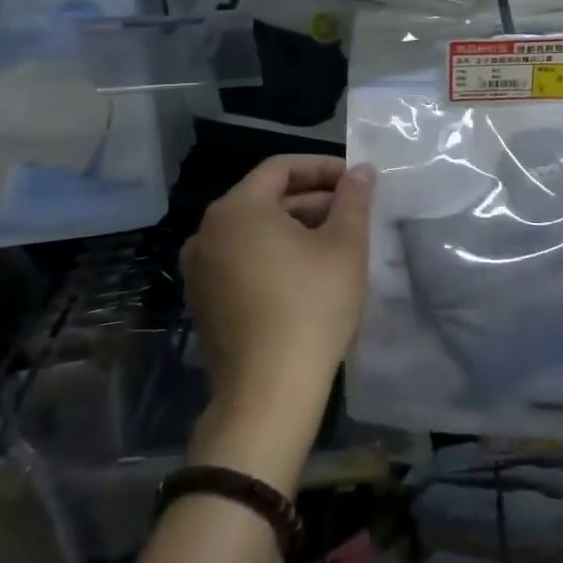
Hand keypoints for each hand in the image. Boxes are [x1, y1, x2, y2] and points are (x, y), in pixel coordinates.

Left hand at [180, 156, 372, 467]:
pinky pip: (242, 260)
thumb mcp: (345, 245)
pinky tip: (307, 273)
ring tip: (336, 240)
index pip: (281, 168)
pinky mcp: (205, 303)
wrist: (268, 394)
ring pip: (254, 231)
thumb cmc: (311, 306)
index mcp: (237, 209)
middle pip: (265, 198)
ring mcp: (201, 270)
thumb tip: (361, 171)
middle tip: (352, 210)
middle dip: (312, 199)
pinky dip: (274, 254)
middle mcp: (208, 232)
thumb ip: (353, 199)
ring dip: (295, 227)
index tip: (355, 180)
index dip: (322, 167)